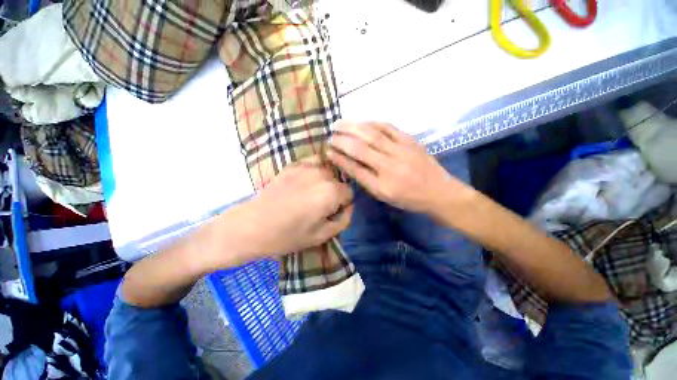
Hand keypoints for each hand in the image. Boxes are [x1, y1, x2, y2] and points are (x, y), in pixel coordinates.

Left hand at [234, 156, 353, 257]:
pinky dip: (316, 170)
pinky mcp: (293, 164)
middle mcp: (323, 174)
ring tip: (312, 194)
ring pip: (328, 171)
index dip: (343, 205)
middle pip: (339, 181)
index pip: (350, 193)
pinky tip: (306, 181)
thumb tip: (349, 206)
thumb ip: (344, 219)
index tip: (332, 213)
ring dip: (326, 182)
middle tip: (320, 206)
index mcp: (331, 192)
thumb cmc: (288, 235)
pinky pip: (314, 162)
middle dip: (335, 193)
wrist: (252, 225)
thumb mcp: (323, 235)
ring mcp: (307, 166)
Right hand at [328, 121, 469, 213]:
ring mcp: (401, 150)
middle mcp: (390, 166)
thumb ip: (366, 180)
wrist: (439, 192)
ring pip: (372, 134)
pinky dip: (372, 122)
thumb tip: (348, 164)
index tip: (328, 151)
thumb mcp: (384, 196)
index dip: (339, 159)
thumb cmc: (409, 198)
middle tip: (330, 134)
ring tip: (339, 123)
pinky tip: (362, 121)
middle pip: (361, 148)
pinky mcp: (410, 140)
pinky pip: (388, 127)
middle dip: (342, 140)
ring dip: (353, 127)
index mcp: (382, 185)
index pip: (355, 168)